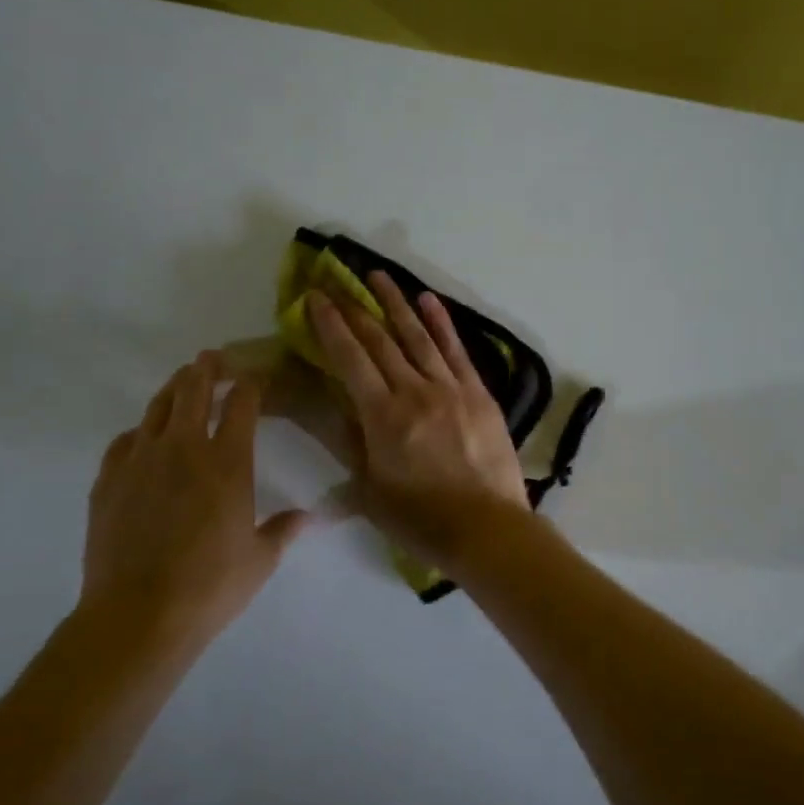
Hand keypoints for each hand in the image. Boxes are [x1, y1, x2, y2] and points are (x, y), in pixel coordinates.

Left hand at [83, 353, 308, 641]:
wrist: (138, 615)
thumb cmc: (210, 586)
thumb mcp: (260, 560)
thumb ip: (284, 530)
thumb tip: (312, 517)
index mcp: (228, 462)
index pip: (243, 405)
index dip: (251, 384)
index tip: (255, 377)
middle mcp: (185, 449)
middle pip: (195, 392)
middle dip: (207, 370)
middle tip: (212, 357)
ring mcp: (141, 461)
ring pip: (158, 408)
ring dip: (173, 389)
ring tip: (182, 380)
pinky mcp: (109, 480)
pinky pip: (125, 441)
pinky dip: (140, 431)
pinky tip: (143, 436)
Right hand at [306, 272, 531, 553]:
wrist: (487, 528)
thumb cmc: (421, 519)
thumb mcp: (369, 489)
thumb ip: (351, 444)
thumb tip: (335, 411)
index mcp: (382, 416)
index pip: (350, 359)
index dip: (330, 325)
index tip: (316, 298)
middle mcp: (414, 391)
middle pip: (380, 340)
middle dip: (355, 308)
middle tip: (338, 281)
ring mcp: (450, 388)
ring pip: (418, 336)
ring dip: (396, 303)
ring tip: (378, 276)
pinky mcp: (478, 393)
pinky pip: (456, 350)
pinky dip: (441, 323)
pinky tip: (428, 301)